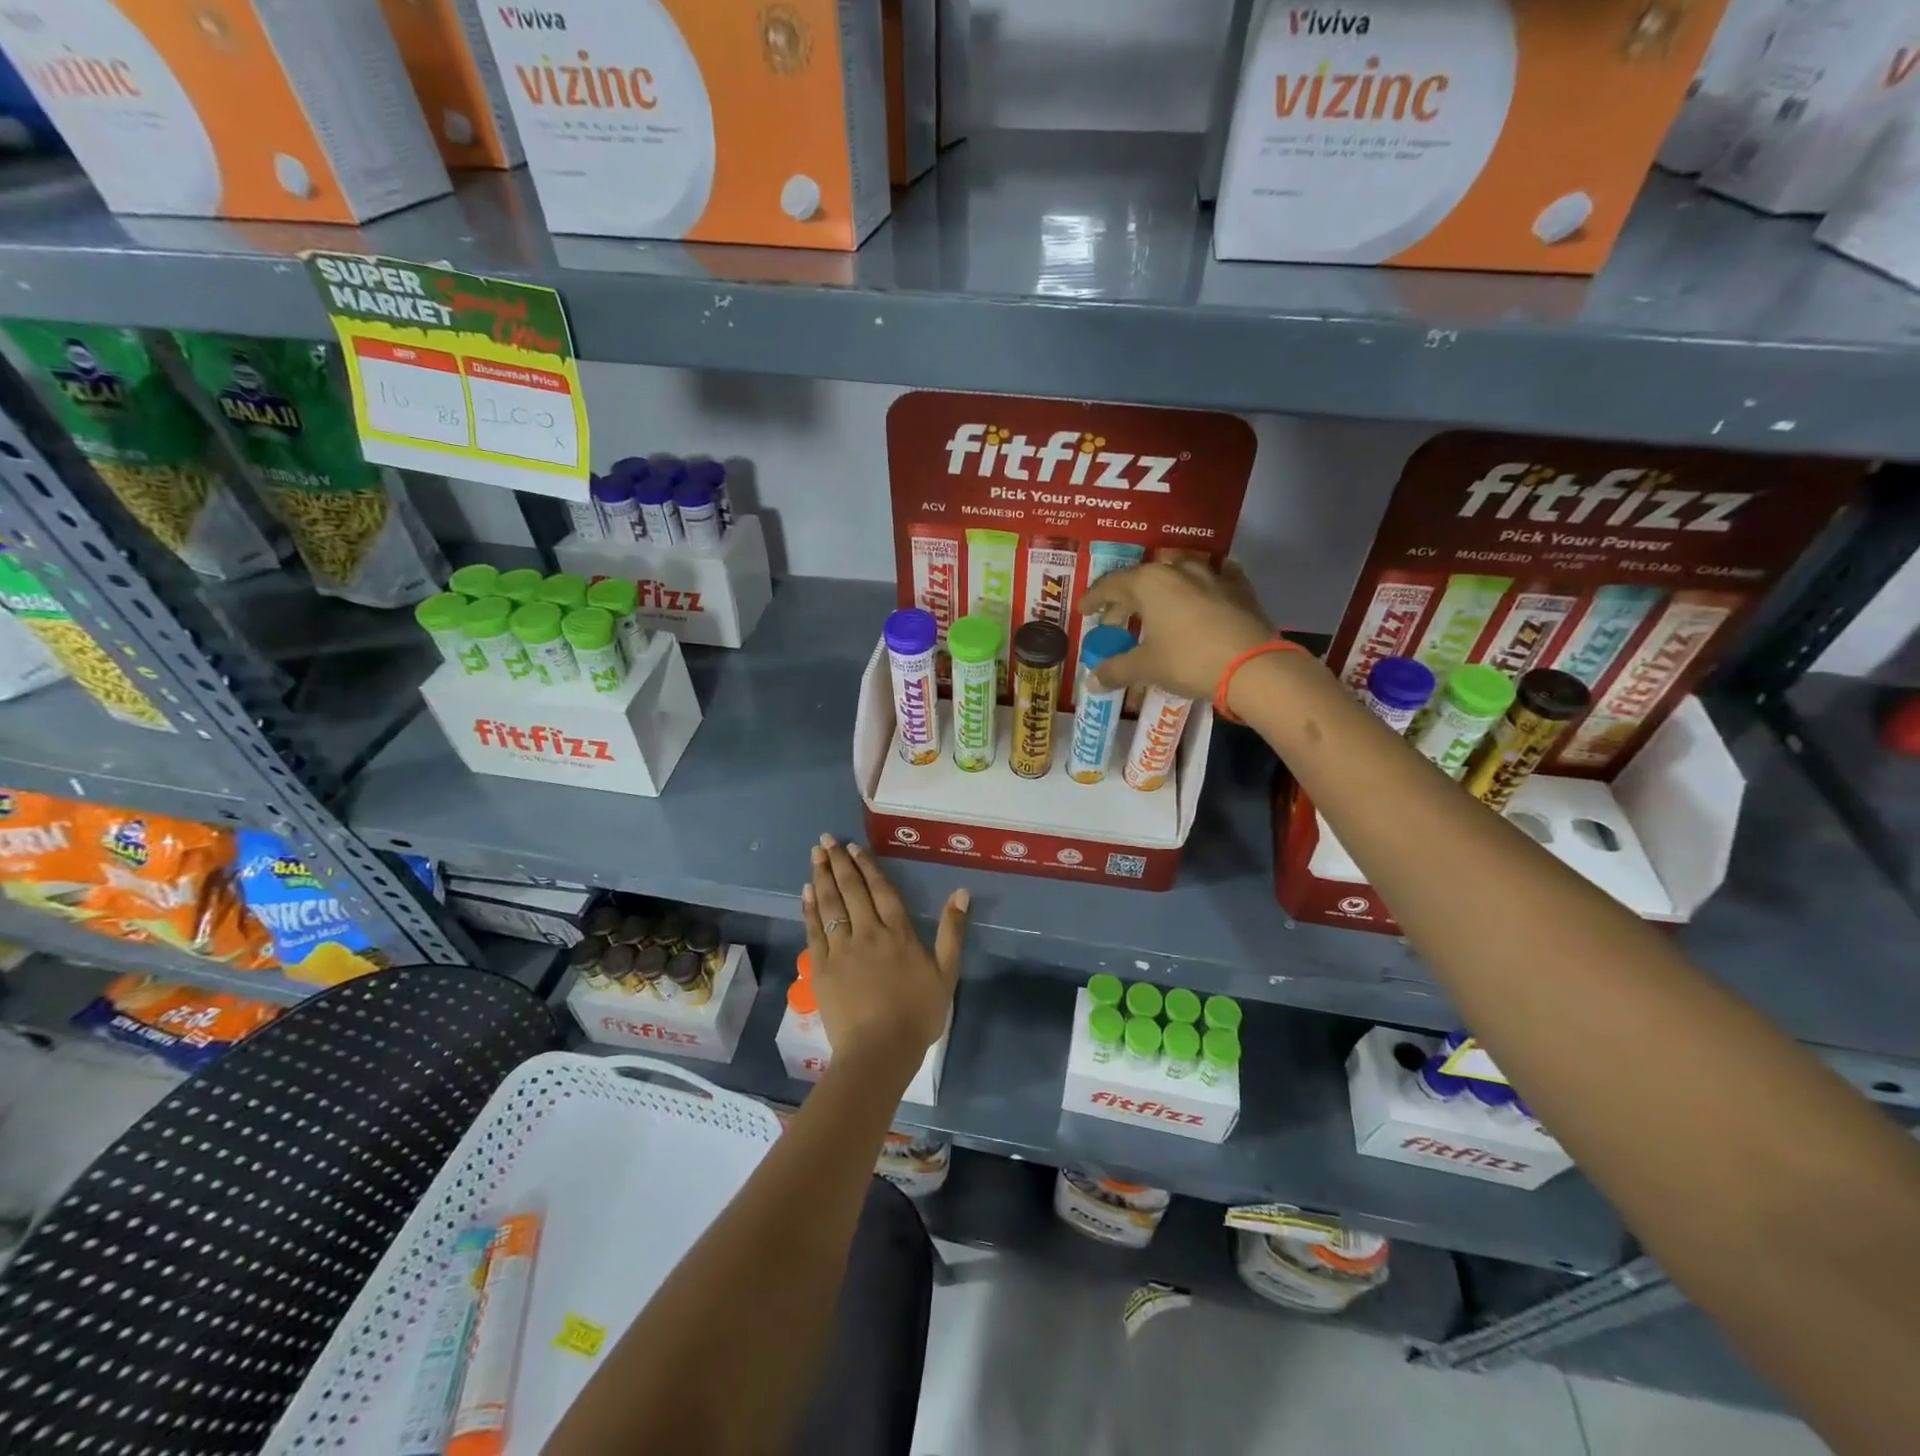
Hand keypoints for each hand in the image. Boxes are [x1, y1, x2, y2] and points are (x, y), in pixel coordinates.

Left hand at [801, 834, 967, 1075]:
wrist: (879, 1051)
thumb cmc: (918, 1014)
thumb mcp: (947, 973)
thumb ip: (952, 931)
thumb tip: (962, 892)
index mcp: (899, 933)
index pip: (881, 891)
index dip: (867, 867)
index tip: (853, 848)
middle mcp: (868, 932)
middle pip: (852, 890)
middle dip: (839, 863)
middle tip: (826, 840)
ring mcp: (842, 949)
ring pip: (830, 905)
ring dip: (822, 877)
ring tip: (815, 855)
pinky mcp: (821, 968)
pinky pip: (814, 931)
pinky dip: (810, 909)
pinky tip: (806, 893)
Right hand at [1078, 558, 1274, 701]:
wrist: (1254, 666)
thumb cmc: (1189, 660)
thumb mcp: (1147, 668)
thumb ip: (1116, 670)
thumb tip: (1092, 681)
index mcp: (1149, 583)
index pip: (1110, 584)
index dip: (1094, 599)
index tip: (1084, 611)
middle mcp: (1178, 569)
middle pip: (1141, 581)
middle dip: (1124, 602)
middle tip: (1115, 625)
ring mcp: (1212, 574)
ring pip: (1176, 577)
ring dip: (1161, 594)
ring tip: (1155, 613)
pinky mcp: (1239, 588)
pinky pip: (1212, 581)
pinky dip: (1199, 590)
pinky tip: (1200, 597)